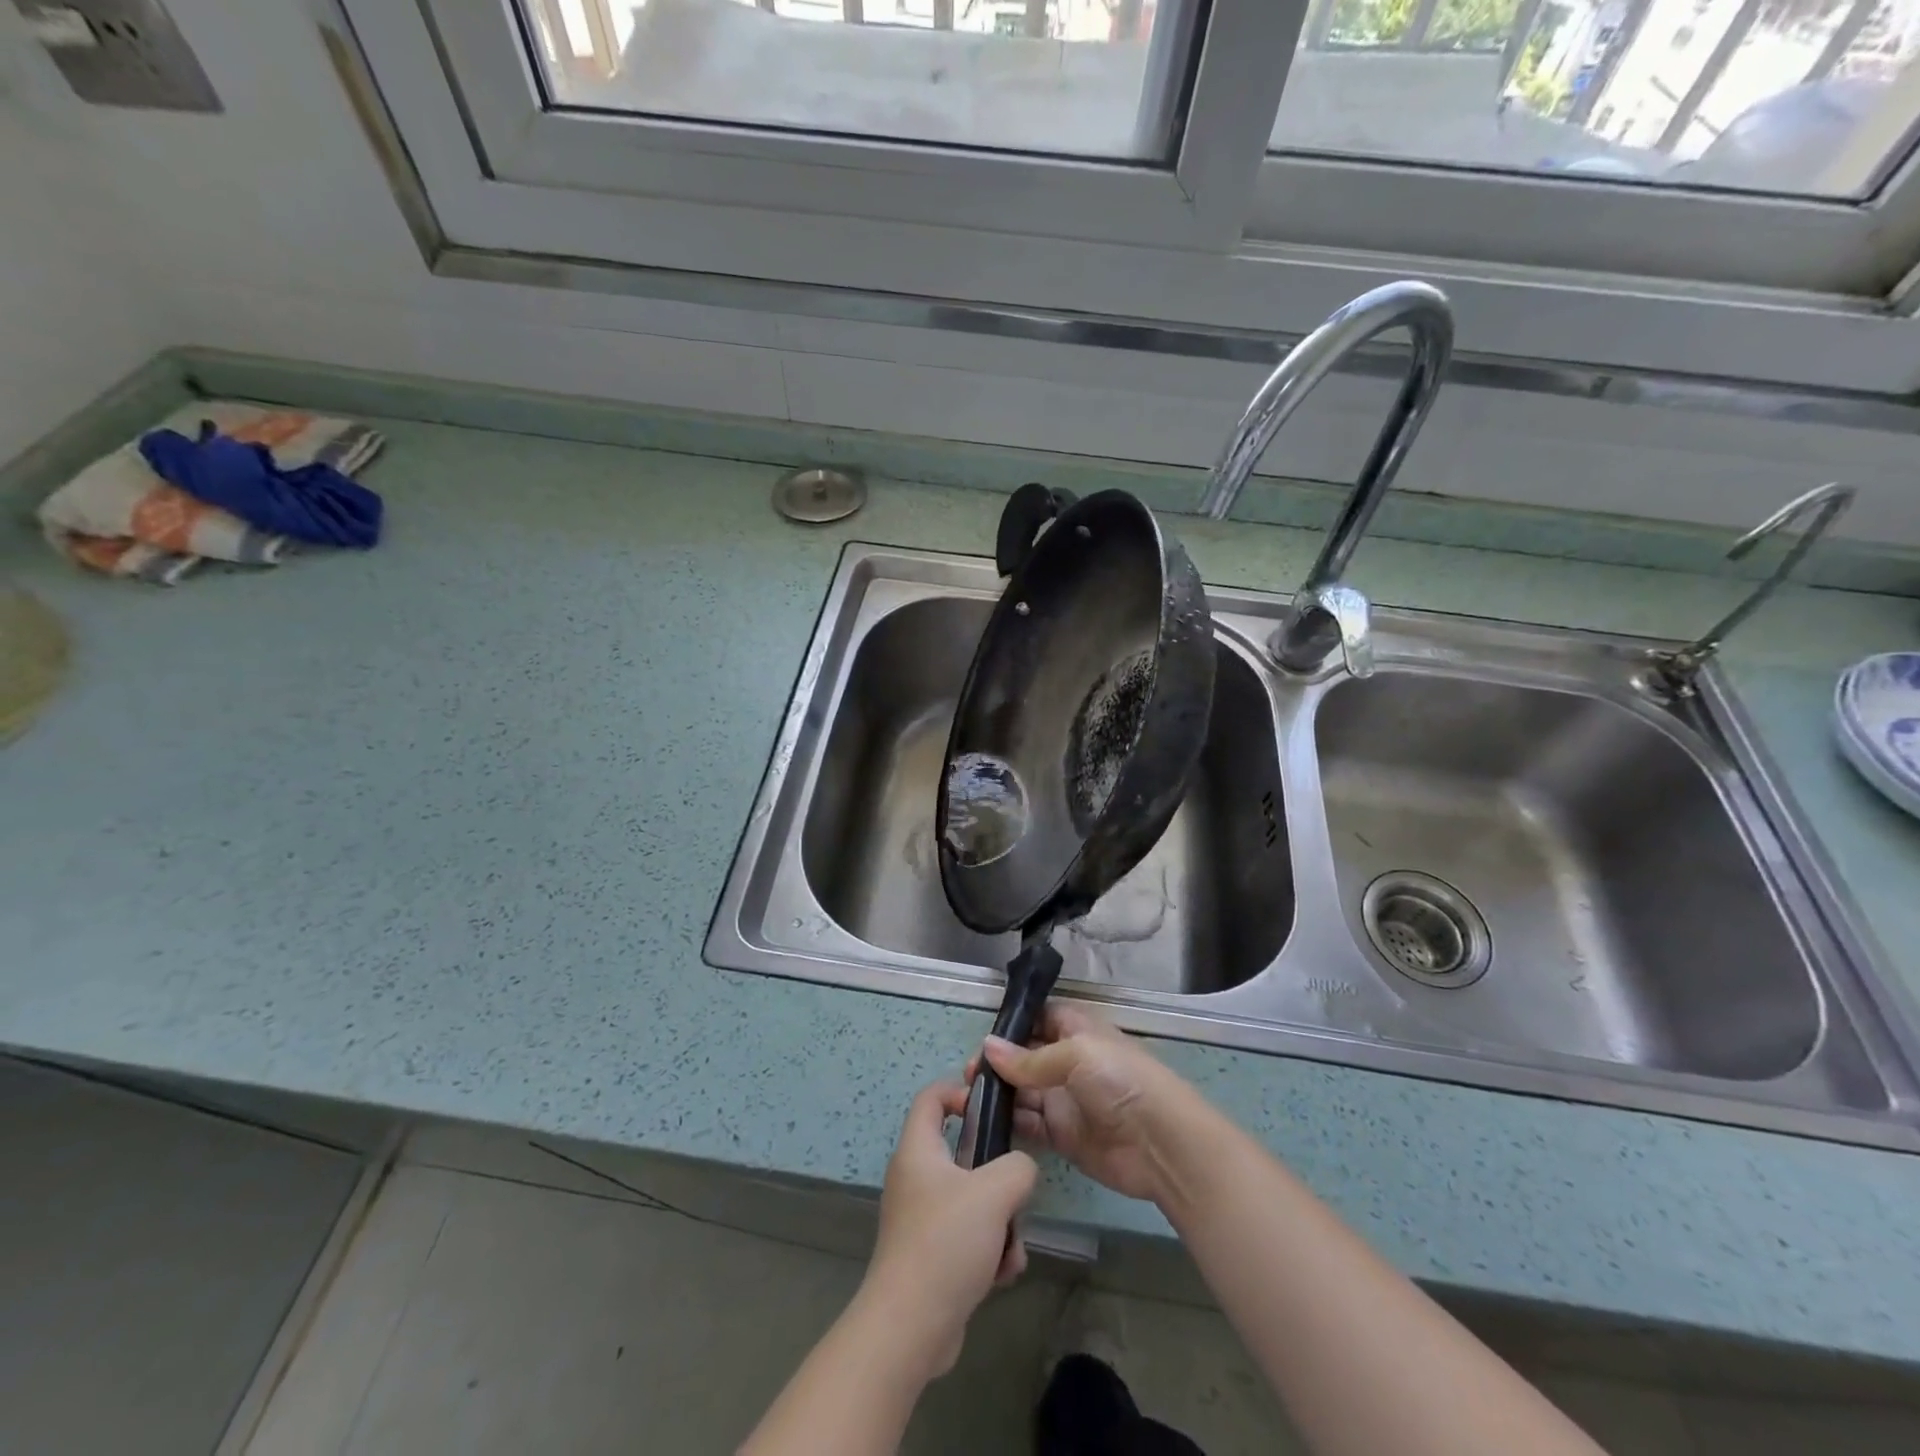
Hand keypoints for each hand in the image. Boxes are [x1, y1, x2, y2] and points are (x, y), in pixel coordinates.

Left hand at [856, 1080, 1037, 1379]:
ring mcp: (921, 1220)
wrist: (910, 1328)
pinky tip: (1000, 1274)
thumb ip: (1018, 1167)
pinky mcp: (931, 1256)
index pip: (931, 1097)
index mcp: (918, 1150)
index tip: (991, 1108)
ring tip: (1008, 1246)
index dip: (960, 1090)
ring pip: (973, 1201)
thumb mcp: (994, 1192)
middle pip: (962, 1154)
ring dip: (1000, 1222)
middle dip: (997, 1175)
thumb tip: (1020, 1170)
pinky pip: (970, 1238)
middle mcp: (915, 1179)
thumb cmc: (946, 1242)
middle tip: (1014, 1189)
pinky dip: (990, 1253)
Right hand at [972, 1003, 1199, 1206]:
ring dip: (997, 1093)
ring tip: (966, 1098)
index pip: (1038, 1019)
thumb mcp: (1076, 1055)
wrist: (1161, 1144)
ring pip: (1021, 1091)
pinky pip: (1028, 1124)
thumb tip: (987, 1047)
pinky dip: (1008, 1123)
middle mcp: (1068, 1062)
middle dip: (997, 1063)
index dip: (1012, 1025)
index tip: (983, 1037)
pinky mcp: (1062, 1135)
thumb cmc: (1121, 1081)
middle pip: (1024, 1057)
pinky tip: (984, 1122)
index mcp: (1077, 1031)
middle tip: (969, 1075)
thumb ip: (1029, 1058)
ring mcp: (1064, 1099)